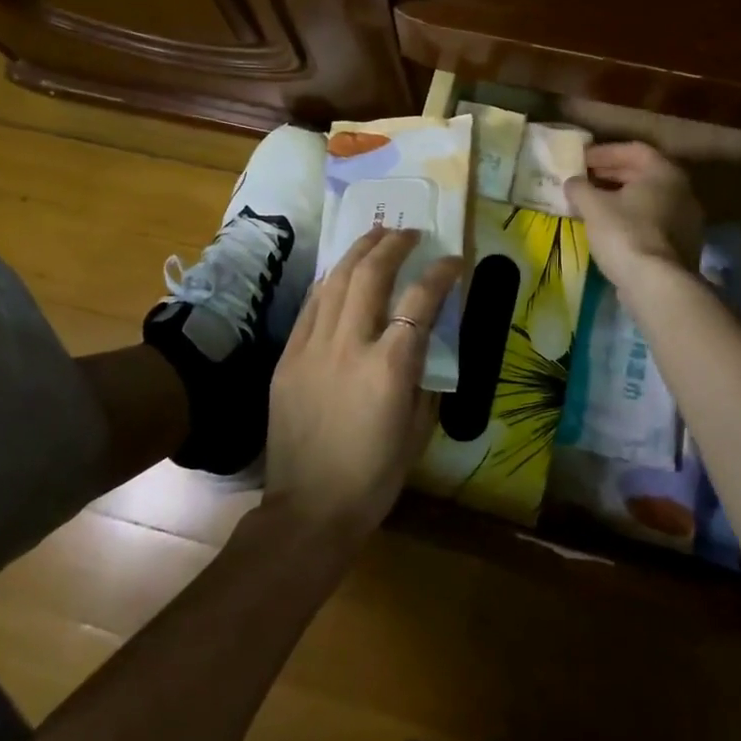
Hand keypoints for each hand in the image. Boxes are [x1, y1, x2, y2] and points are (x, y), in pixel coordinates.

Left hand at [264, 226, 461, 541]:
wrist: (308, 509)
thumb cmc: (374, 476)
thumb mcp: (418, 429)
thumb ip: (424, 377)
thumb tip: (426, 339)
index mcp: (389, 367)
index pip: (420, 300)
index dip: (441, 273)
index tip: (453, 259)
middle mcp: (349, 345)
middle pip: (371, 274)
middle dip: (393, 244)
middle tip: (409, 232)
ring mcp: (312, 348)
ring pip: (335, 281)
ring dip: (359, 252)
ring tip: (376, 236)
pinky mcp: (288, 357)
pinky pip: (311, 306)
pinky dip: (330, 282)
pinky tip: (341, 272)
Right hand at [564, 142, 703, 286]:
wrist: (658, 285)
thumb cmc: (625, 234)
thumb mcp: (593, 206)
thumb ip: (579, 188)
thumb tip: (573, 182)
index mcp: (664, 172)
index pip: (633, 150)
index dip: (604, 152)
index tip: (581, 160)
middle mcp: (682, 190)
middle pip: (643, 173)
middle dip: (611, 174)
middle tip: (585, 179)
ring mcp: (687, 219)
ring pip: (649, 199)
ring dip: (620, 197)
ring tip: (593, 204)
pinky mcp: (683, 244)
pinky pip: (654, 221)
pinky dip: (632, 218)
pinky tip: (610, 228)